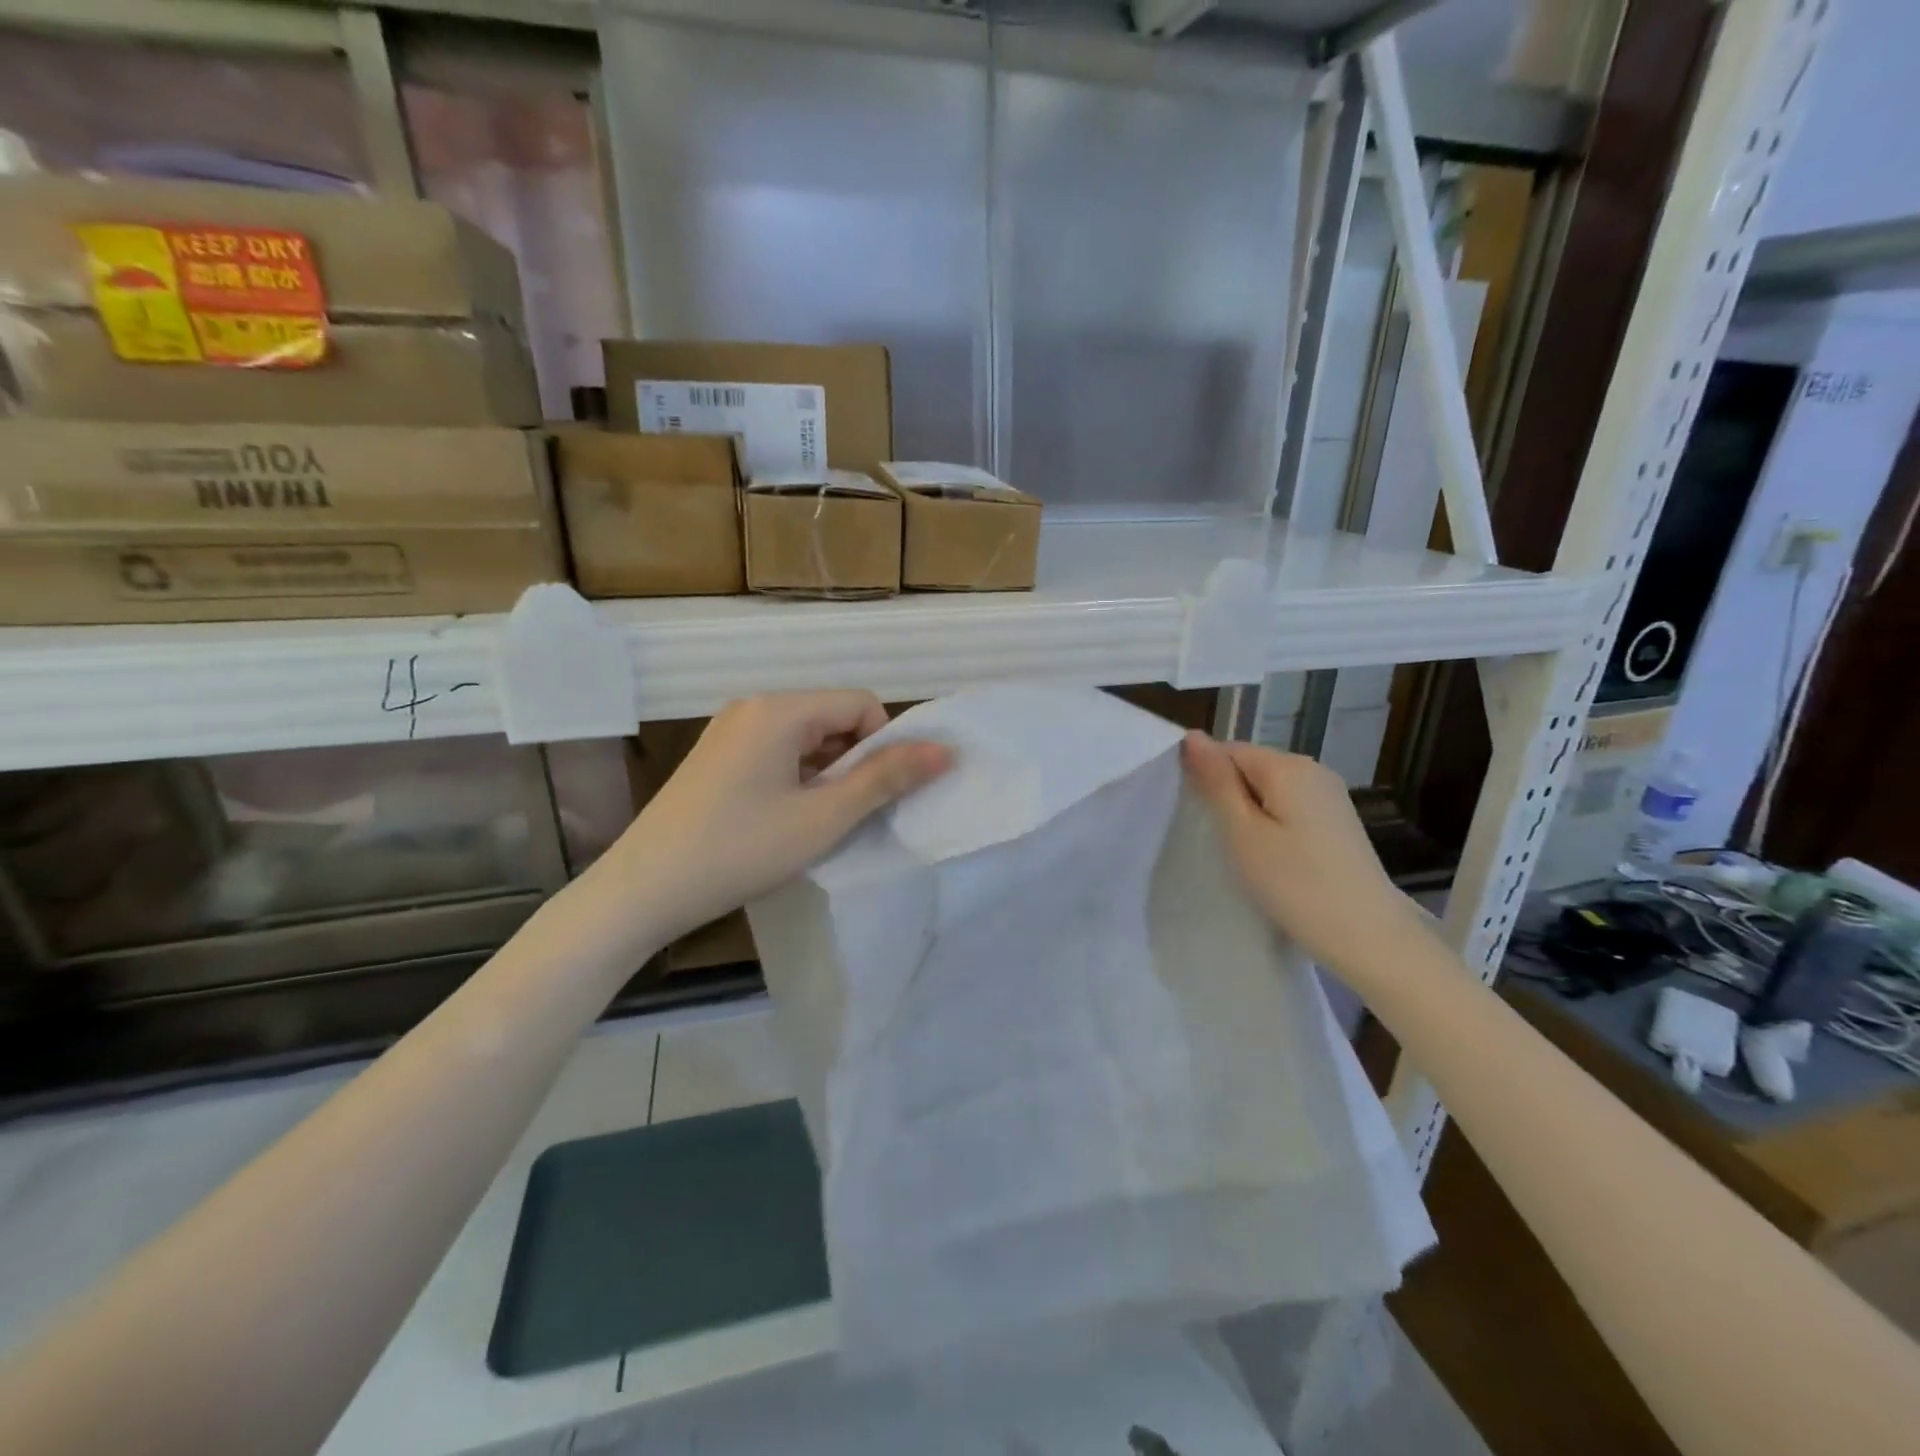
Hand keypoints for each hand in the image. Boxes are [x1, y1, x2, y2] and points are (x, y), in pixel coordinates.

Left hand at [616, 692, 950, 942]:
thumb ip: (886, 779)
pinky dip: (797, 777)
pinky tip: (783, 819)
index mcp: (780, 709)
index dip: (883, 746)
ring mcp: (729, 730)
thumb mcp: (824, 817)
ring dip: (826, 772)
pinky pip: (776, 751)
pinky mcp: (716, 756)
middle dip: (853, 760)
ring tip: (816, 822)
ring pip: (805, 737)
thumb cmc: (741, 850)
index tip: (875, 796)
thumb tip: (944, 750)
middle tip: (847, 814)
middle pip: (832, 717)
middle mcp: (753, 706)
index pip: (860, 704)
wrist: (643, 889)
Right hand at [1182, 733, 1430, 983]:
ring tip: (1241, 851)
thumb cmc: (1295, 884)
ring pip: (1269, 789)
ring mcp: (1330, 795)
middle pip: (1250, 766)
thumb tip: (1192, 735)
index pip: (1228, 750)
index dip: (1205, 777)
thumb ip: (1216, 782)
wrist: (1368, 937)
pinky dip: (1271, 824)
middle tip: (1216, 838)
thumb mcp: (1242, 832)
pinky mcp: (1337, 821)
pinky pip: (1289, 806)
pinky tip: (1270, 856)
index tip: (1196, 816)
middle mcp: (1313, 770)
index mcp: (1287, 766)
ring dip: (1248, 812)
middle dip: (1227, 795)